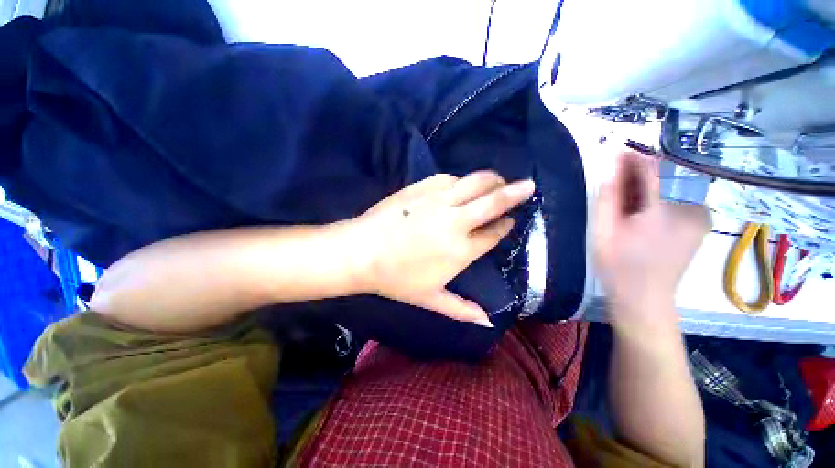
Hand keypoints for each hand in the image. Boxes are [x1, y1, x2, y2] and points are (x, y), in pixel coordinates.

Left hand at [349, 172, 534, 326]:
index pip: (494, 232)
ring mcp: (438, 201)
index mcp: (461, 250)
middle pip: (493, 201)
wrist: (361, 252)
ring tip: (498, 181)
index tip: (511, 220)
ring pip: (475, 182)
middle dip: (515, 192)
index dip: (506, 224)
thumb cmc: (396, 278)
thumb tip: (489, 322)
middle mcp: (455, 221)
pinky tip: (462, 185)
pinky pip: (450, 178)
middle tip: (527, 185)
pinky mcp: (422, 187)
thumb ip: (461, 310)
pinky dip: (461, 180)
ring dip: (491, 180)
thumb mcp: (430, 299)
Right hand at [594, 151, 710, 327]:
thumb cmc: (618, 265)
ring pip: (670, 187)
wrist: (644, 299)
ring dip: (647, 188)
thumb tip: (610, 164)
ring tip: (627, 204)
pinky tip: (643, 215)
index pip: (652, 169)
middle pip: (663, 177)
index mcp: (666, 211)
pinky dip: (658, 199)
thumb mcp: (604, 230)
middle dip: (638, 176)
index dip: (632, 157)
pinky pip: (677, 199)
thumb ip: (607, 196)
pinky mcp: (700, 223)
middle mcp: (693, 208)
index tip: (615, 150)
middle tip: (616, 183)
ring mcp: (701, 216)